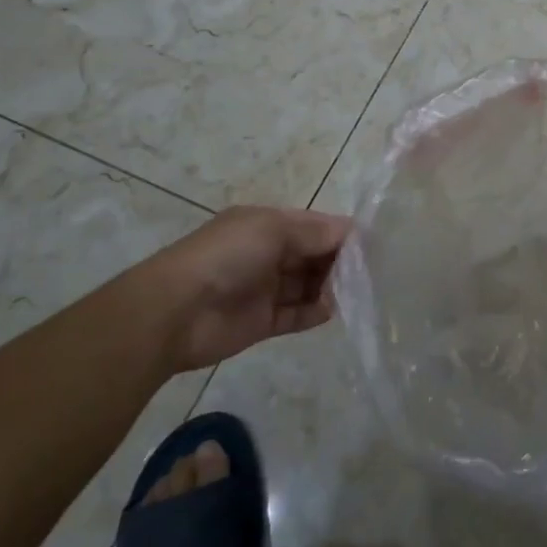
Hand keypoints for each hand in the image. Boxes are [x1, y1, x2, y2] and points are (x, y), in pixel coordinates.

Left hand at [136, 206, 349, 371]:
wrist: (174, 312)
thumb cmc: (226, 256)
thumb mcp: (272, 229)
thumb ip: (315, 233)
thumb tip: (352, 233)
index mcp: (266, 225)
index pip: (314, 225)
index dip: (341, 233)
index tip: (371, 245)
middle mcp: (267, 253)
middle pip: (313, 254)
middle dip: (340, 260)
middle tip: (369, 271)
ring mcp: (265, 288)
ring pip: (308, 284)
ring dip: (331, 286)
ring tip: (357, 291)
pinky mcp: (263, 322)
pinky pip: (297, 314)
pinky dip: (316, 312)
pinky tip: (334, 309)